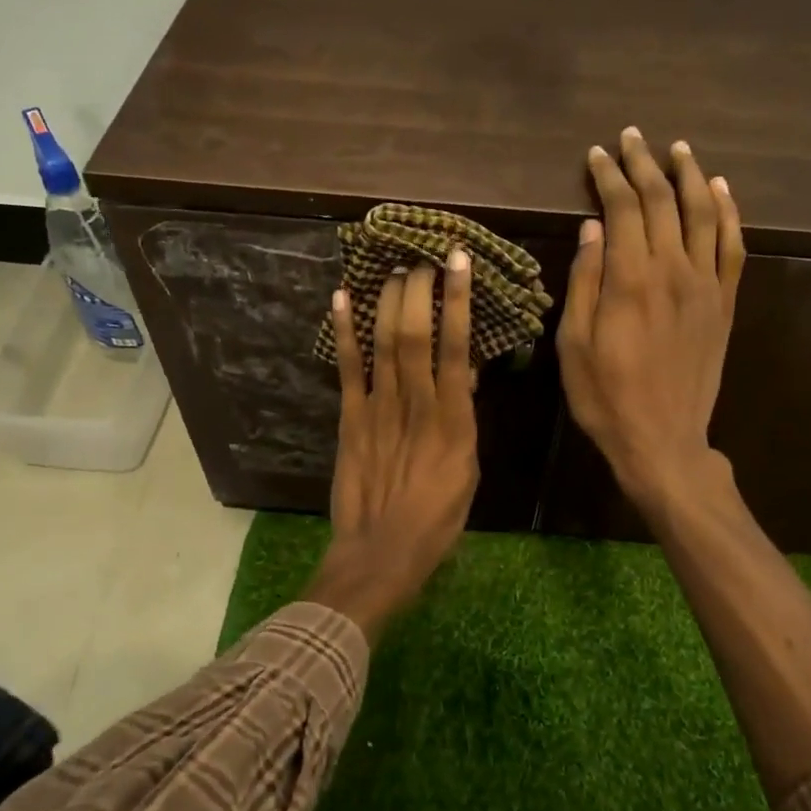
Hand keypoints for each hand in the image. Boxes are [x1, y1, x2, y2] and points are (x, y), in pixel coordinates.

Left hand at [304, 251, 479, 638]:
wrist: (383, 550)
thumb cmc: (438, 516)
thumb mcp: (468, 469)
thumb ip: (464, 418)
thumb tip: (463, 374)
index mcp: (454, 418)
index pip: (457, 346)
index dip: (458, 300)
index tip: (459, 263)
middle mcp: (416, 403)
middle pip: (416, 334)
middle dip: (419, 290)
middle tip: (421, 260)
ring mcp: (379, 408)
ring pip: (384, 343)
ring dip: (388, 301)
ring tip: (393, 270)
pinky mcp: (350, 418)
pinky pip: (347, 368)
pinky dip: (344, 332)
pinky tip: (341, 299)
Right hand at [556, 127, 744, 508]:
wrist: (663, 440)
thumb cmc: (605, 396)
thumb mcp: (573, 344)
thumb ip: (584, 282)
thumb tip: (591, 229)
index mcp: (629, 280)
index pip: (621, 209)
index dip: (608, 177)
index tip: (597, 154)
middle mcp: (672, 270)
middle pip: (662, 201)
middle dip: (644, 164)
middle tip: (631, 137)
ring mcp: (705, 285)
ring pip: (702, 213)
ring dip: (689, 176)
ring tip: (677, 149)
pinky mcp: (724, 303)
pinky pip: (732, 246)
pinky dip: (728, 212)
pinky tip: (720, 190)